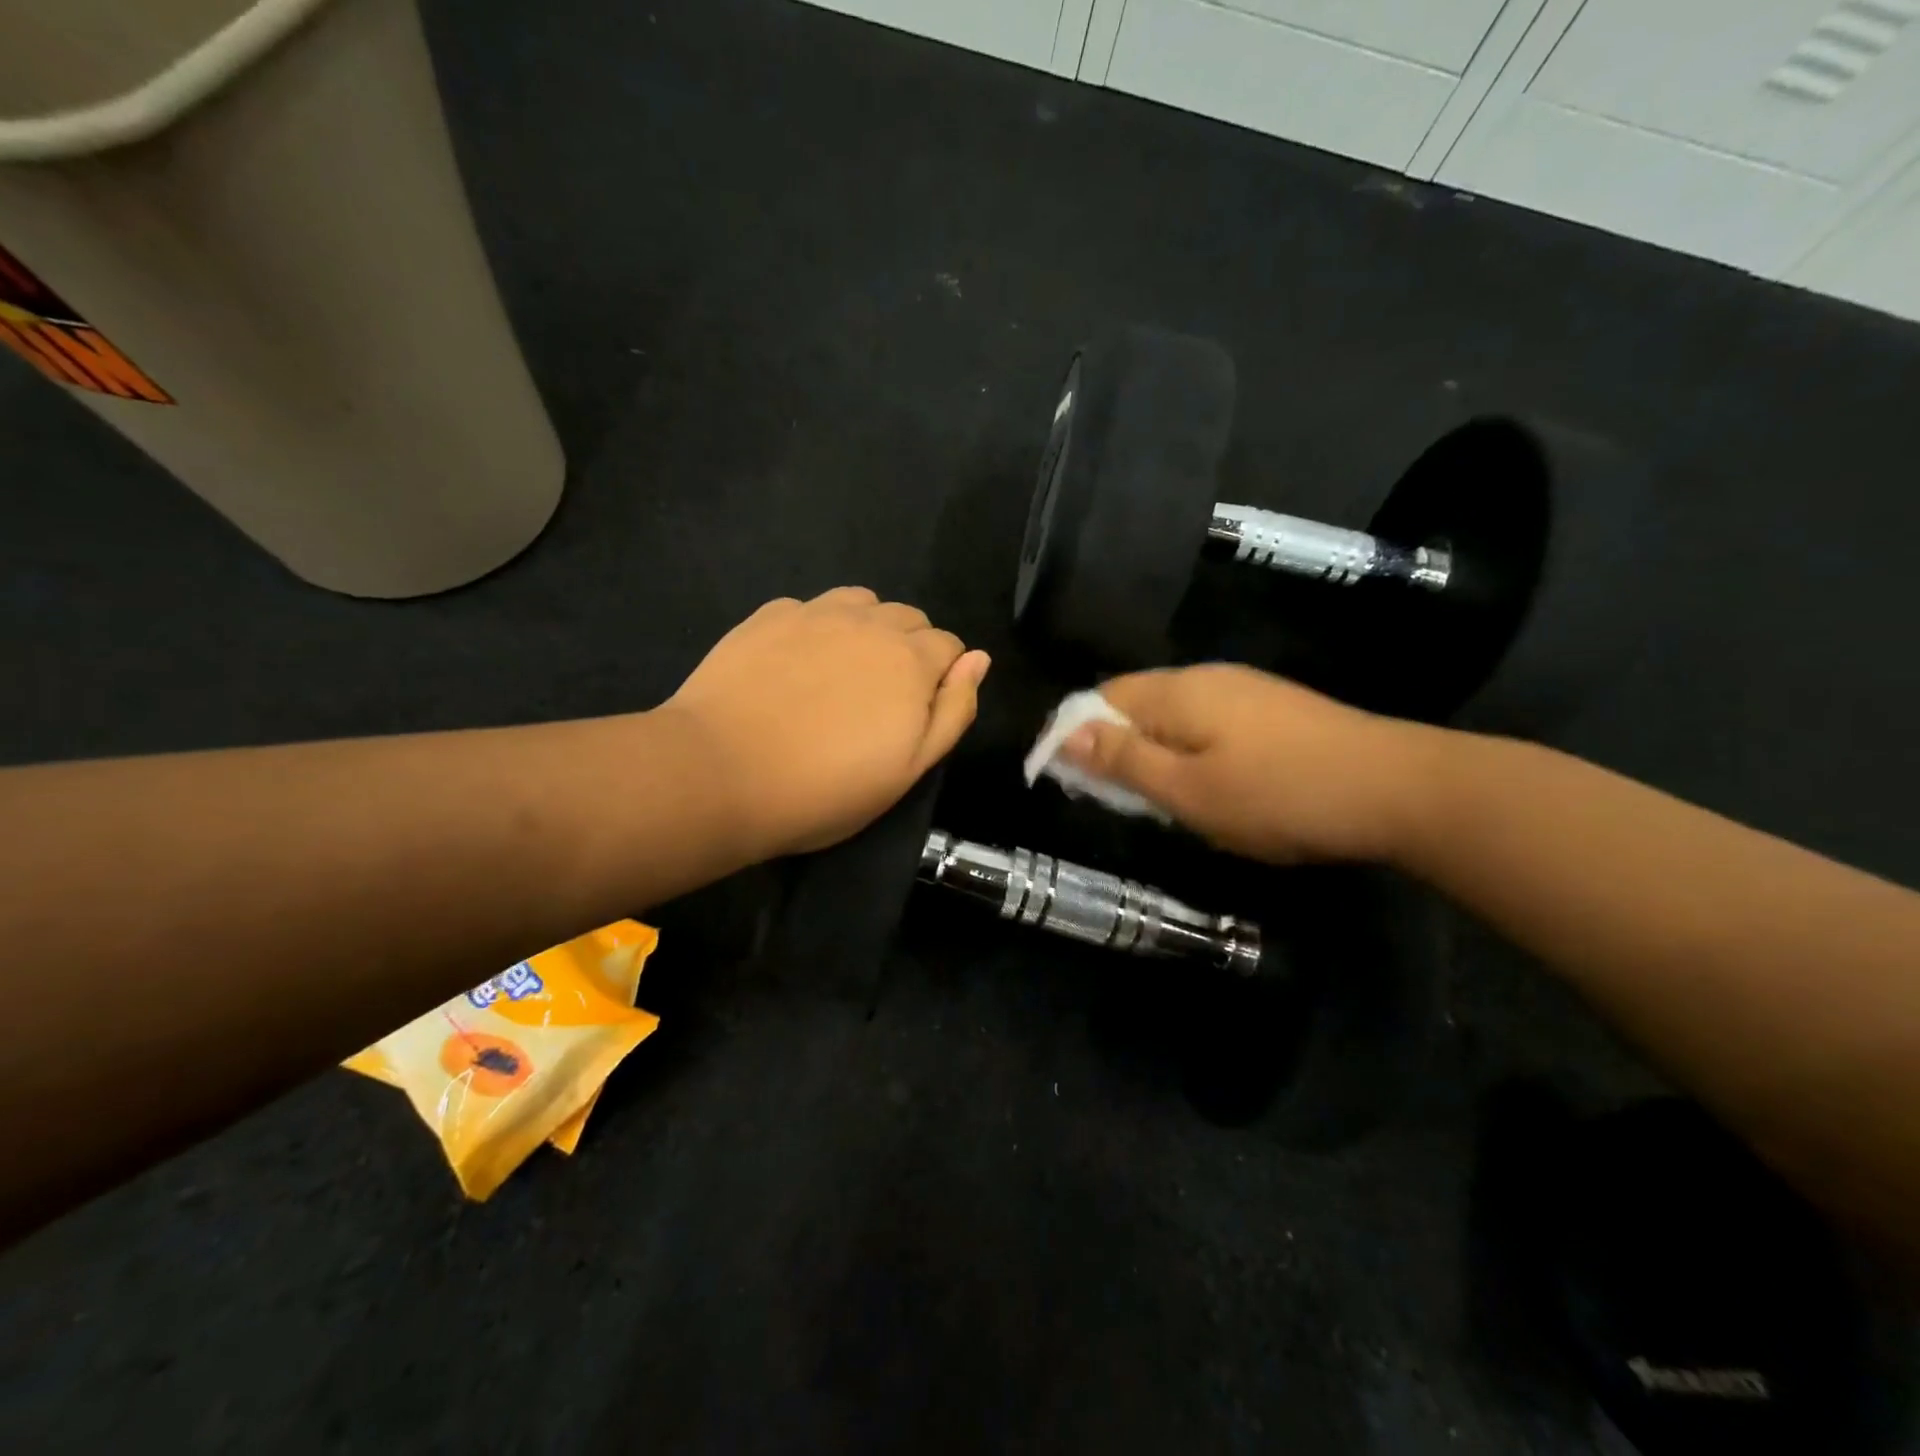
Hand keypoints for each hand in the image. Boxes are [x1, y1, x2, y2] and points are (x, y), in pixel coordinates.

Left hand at [663, 588, 989, 859]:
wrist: (721, 773)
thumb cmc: (825, 787)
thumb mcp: (908, 769)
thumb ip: (953, 710)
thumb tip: (978, 660)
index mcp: (911, 660)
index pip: (950, 645)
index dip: (942, 676)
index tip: (917, 712)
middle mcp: (870, 623)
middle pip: (909, 618)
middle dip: (910, 648)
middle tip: (880, 698)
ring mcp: (815, 613)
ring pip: (862, 602)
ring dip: (867, 627)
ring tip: (843, 671)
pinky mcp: (768, 616)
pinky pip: (810, 607)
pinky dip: (816, 627)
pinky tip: (794, 664)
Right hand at [1059, 664, 1437, 864]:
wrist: (1398, 789)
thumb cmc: (1279, 796)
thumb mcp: (1187, 791)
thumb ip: (1123, 761)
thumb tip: (1066, 734)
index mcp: (1176, 693)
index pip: (1099, 699)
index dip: (1074, 736)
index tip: (1069, 781)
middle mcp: (1205, 678)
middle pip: (1135, 704)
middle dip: (1115, 747)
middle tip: (1119, 799)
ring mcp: (1244, 690)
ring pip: (1172, 716)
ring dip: (1153, 752)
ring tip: (1161, 799)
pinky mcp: (1273, 709)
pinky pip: (1207, 724)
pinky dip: (1189, 751)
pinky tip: (1209, 785)